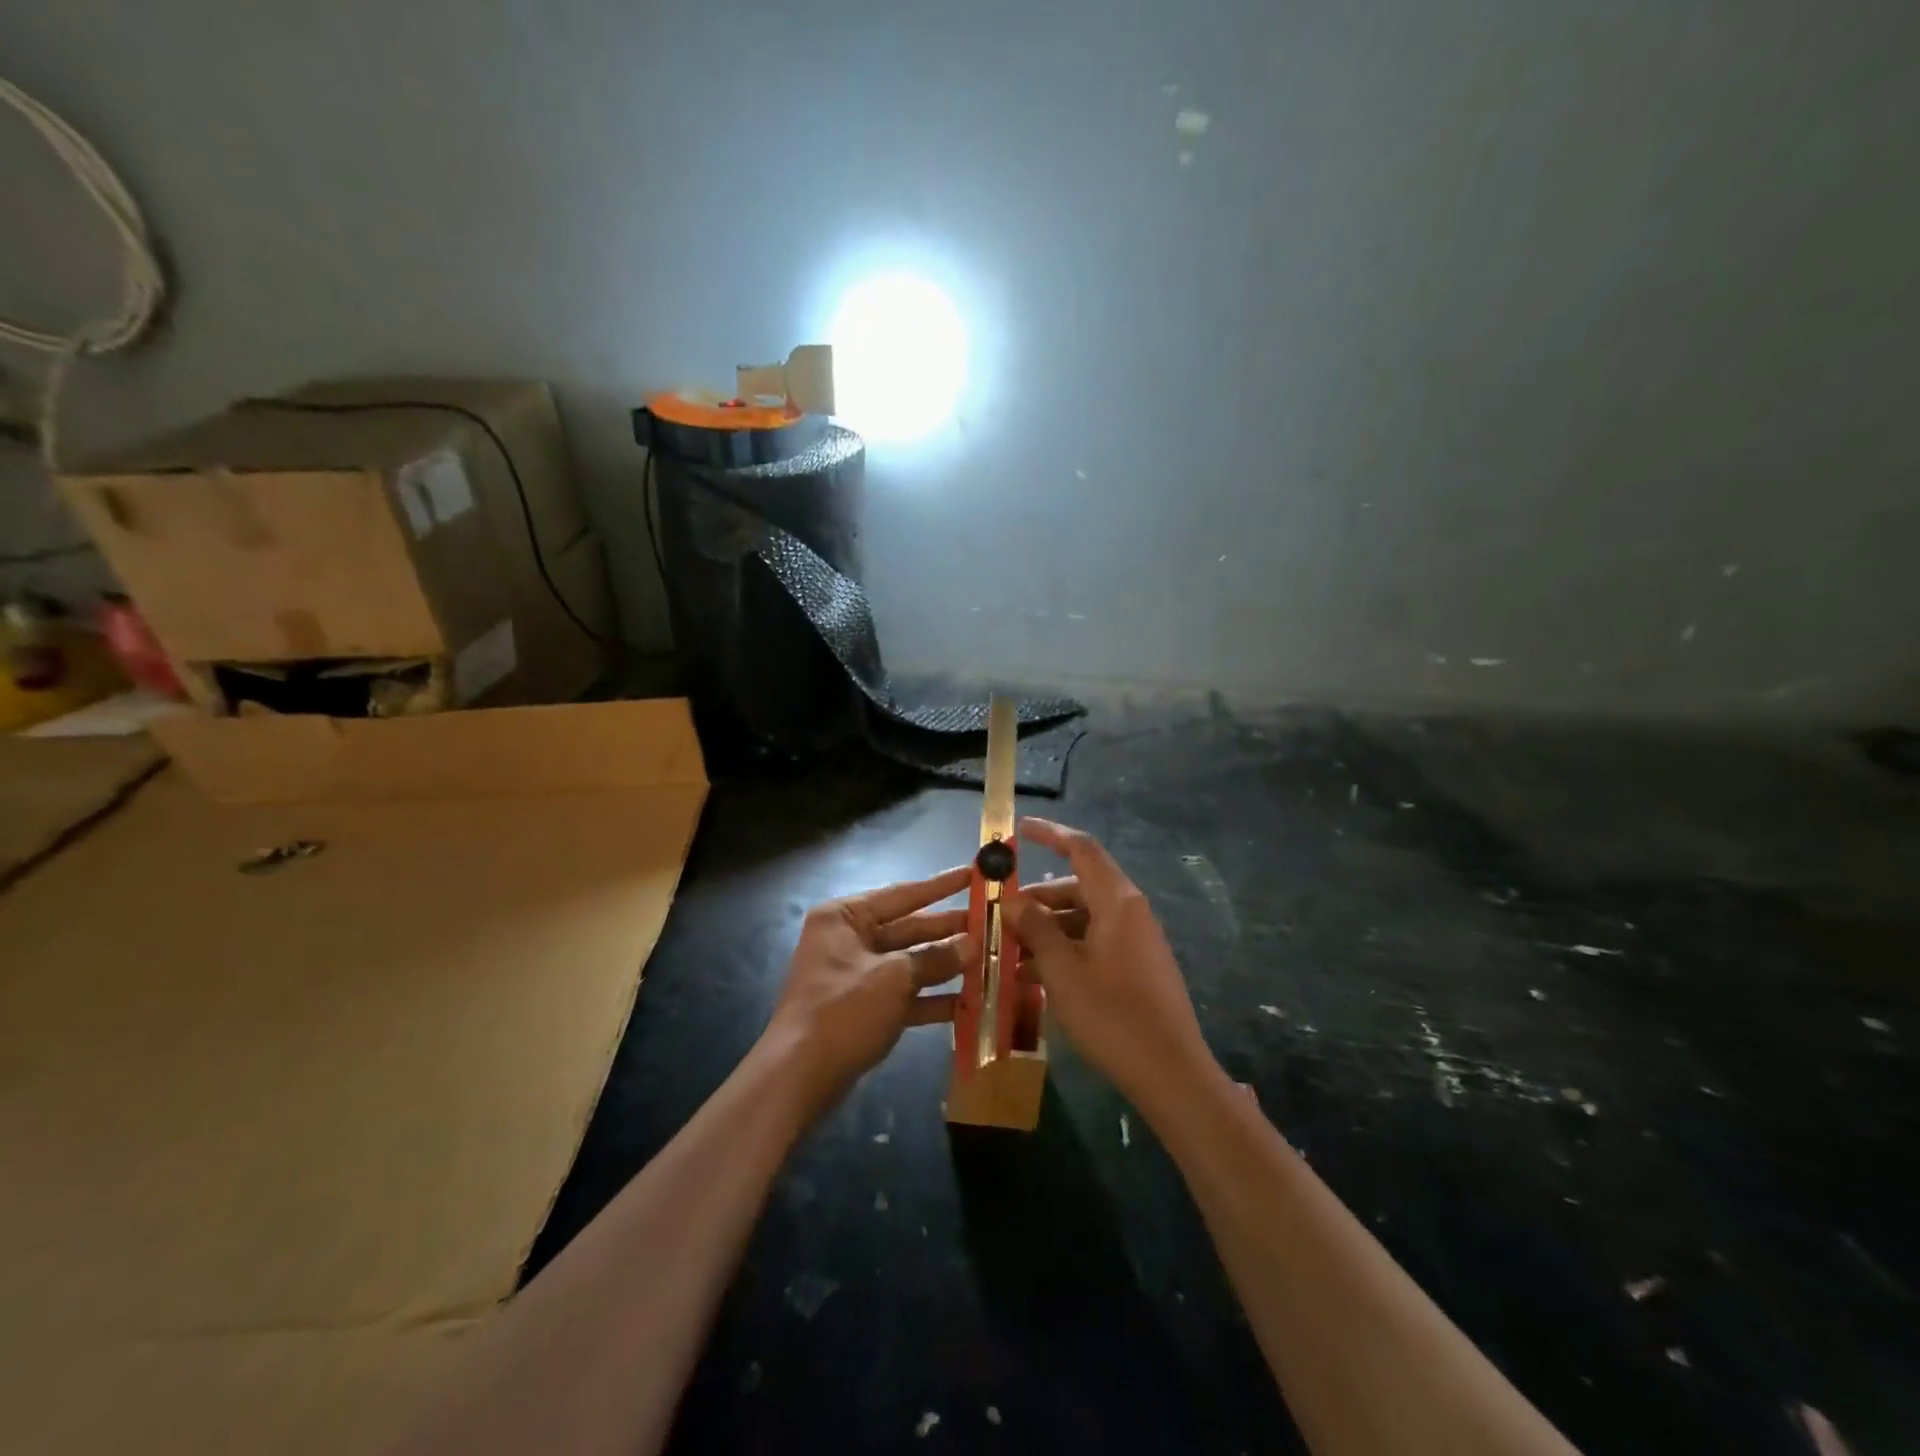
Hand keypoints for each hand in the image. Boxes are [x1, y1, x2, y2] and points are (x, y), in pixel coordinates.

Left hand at [764, 866, 973, 1119]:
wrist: (798, 1079)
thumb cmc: (842, 1012)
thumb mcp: (893, 979)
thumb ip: (935, 958)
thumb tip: (972, 944)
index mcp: (844, 917)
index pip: (902, 894)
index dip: (940, 885)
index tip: (974, 873)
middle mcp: (849, 939)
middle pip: (908, 928)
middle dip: (948, 930)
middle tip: (992, 923)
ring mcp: (856, 976)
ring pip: (910, 963)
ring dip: (946, 965)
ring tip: (989, 960)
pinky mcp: (864, 1009)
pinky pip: (905, 994)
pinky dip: (932, 998)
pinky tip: (968, 1002)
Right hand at [1003, 818, 1219, 1115]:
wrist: (1171, 1073)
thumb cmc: (1112, 1015)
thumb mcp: (1063, 970)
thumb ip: (1036, 927)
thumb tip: (1014, 898)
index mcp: (1117, 901)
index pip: (1082, 849)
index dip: (1050, 833)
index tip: (1018, 830)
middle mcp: (1129, 912)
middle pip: (1078, 887)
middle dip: (1037, 898)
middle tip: (1000, 915)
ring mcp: (1135, 941)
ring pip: (1083, 919)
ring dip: (1046, 930)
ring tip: (1009, 952)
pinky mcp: (1136, 968)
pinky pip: (1093, 944)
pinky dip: (1064, 951)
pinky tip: (1034, 977)